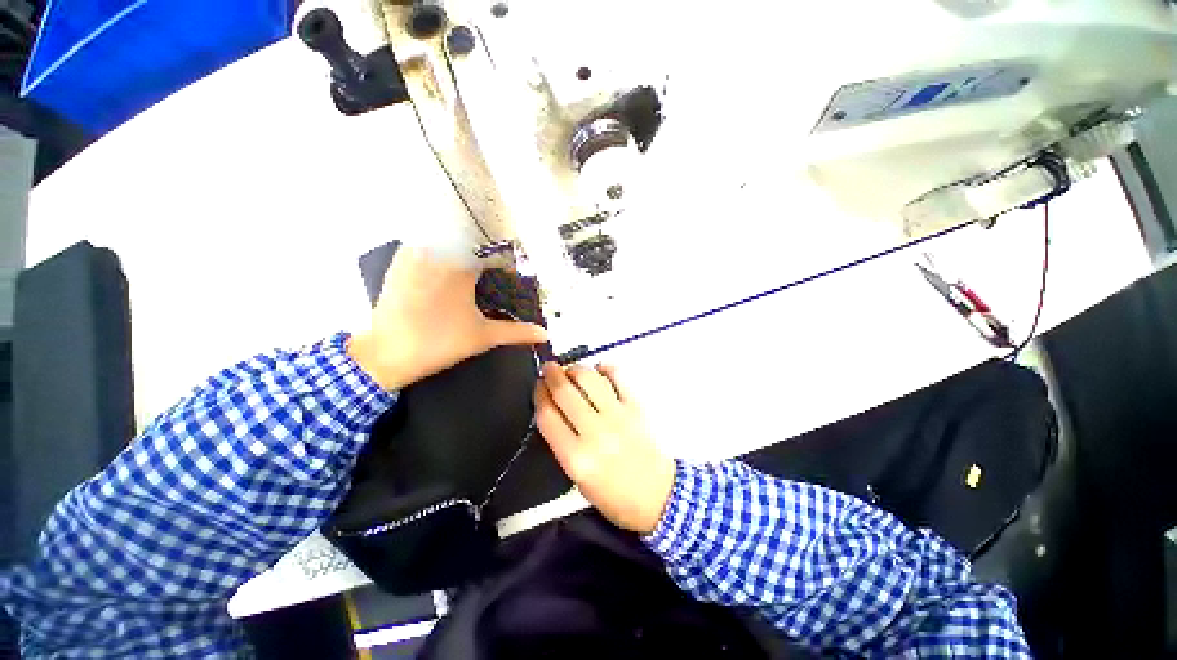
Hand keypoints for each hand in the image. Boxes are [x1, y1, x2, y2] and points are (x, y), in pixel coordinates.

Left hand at [347, 248, 547, 390]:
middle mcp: (442, 250)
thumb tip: (543, 334)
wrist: (388, 352)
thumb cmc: (437, 343)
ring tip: (462, 273)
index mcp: (465, 265)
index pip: (493, 254)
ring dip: (455, 248)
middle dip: (479, 254)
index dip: (503, 264)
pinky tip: (436, 269)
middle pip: (469, 243)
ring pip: (444, 241)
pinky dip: (431, 250)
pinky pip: (421, 245)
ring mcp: (418, 252)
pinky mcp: (399, 259)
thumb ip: (515, 332)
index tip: (507, 275)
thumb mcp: (480, 337)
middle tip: (485, 273)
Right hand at [535, 363, 675, 534]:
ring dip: (576, 369)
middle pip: (565, 391)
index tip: (537, 387)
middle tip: (549, 369)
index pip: (547, 415)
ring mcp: (618, 417)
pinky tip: (599, 371)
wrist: (658, 497)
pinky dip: (606, 369)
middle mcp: (595, 432)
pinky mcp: (638, 409)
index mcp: (575, 457)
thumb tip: (555, 413)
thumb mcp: (577, 481)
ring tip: (572, 371)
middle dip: (552, 375)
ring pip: (589, 378)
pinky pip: (619, 378)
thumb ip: (563, 446)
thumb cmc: (615, 498)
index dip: (538, 395)